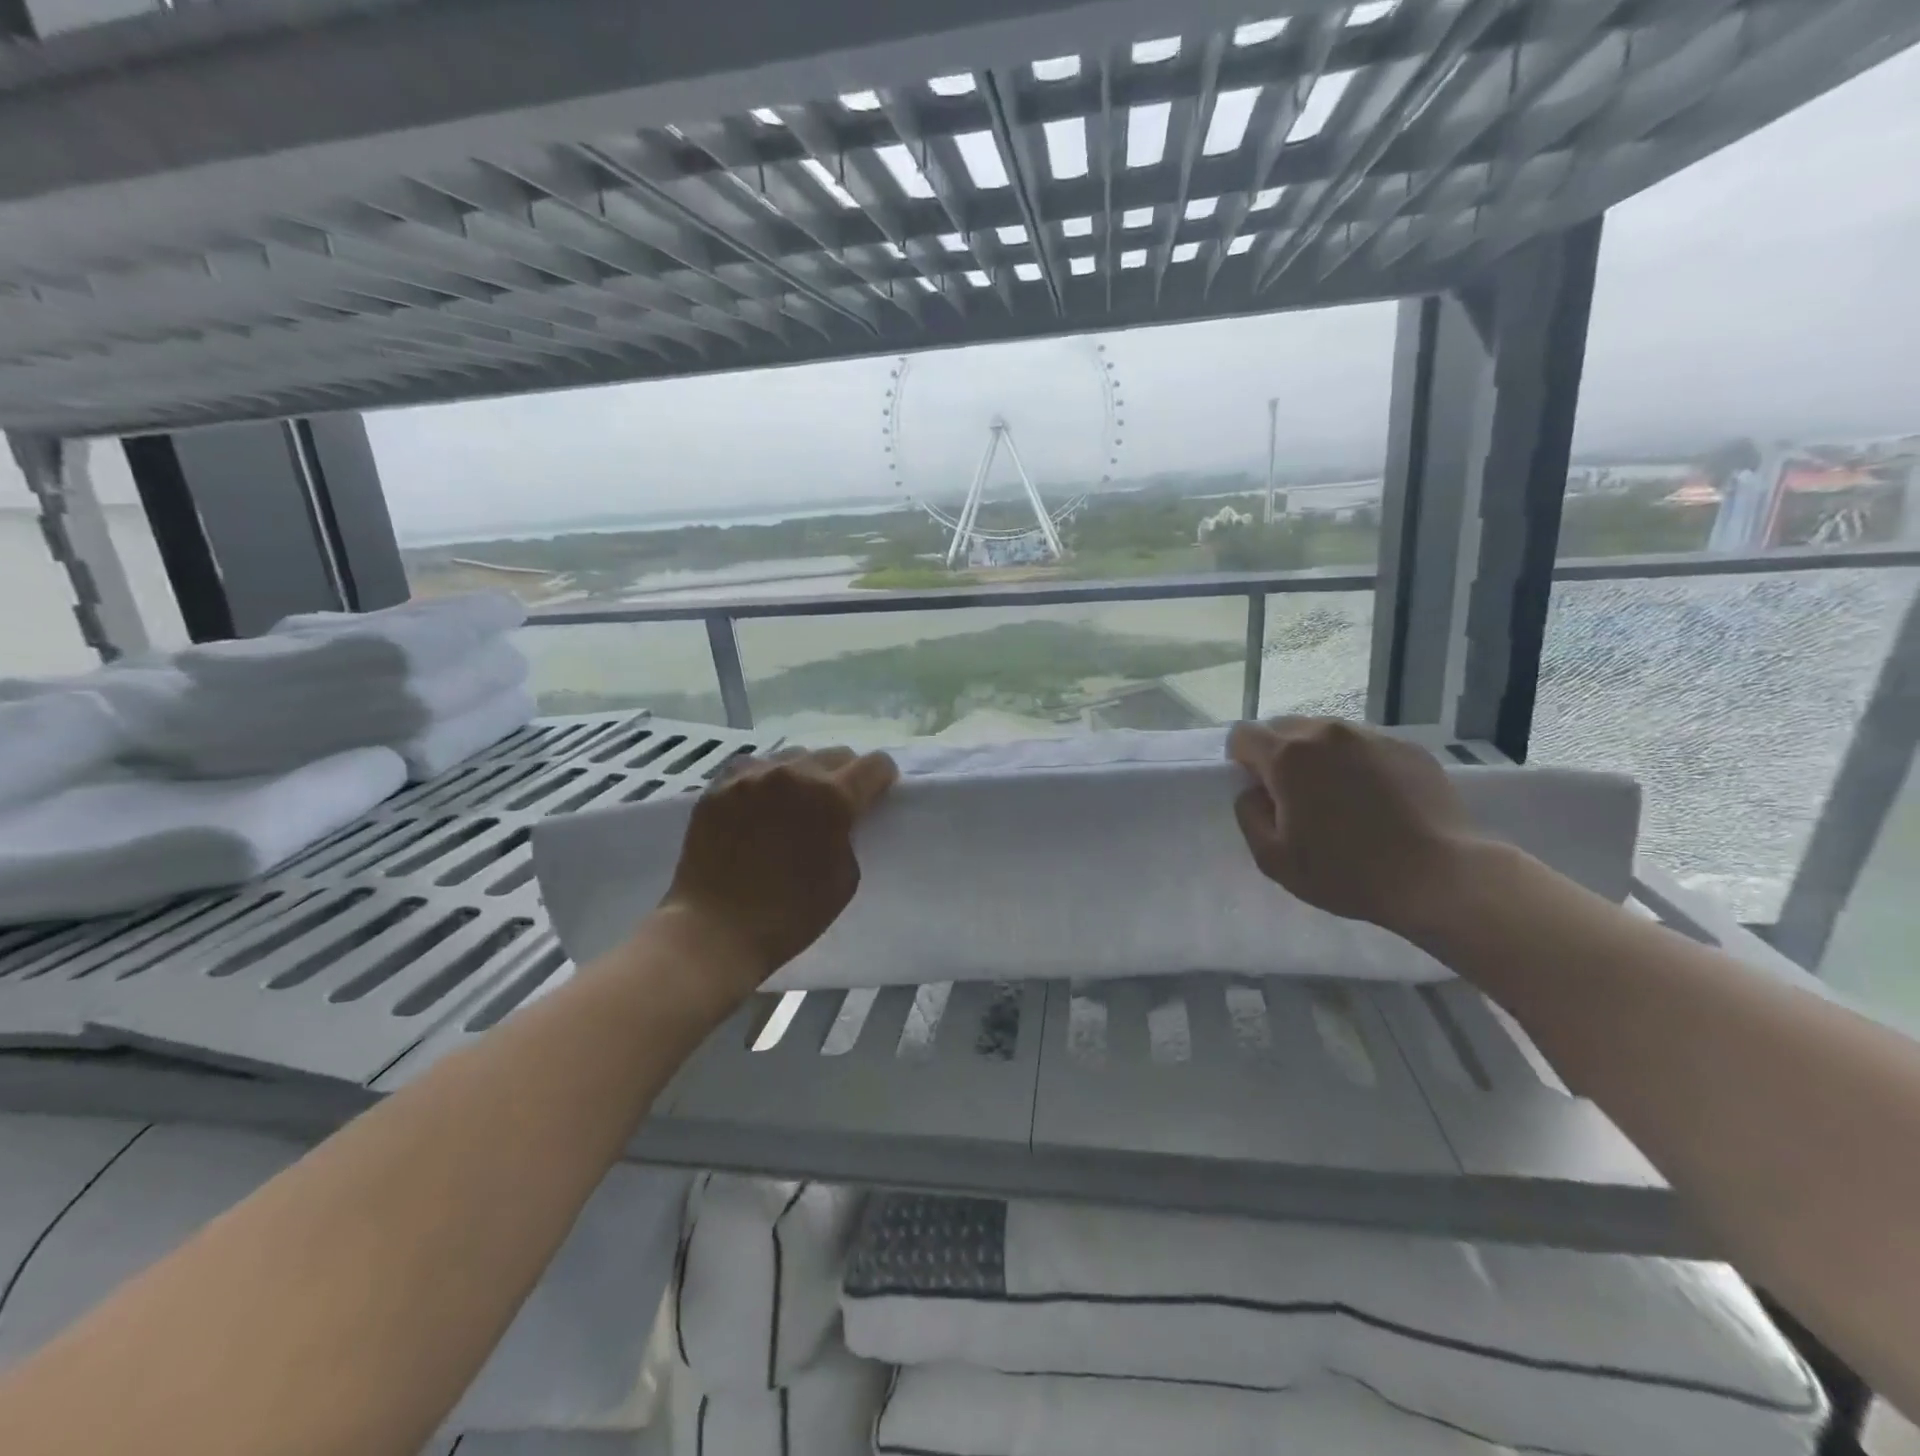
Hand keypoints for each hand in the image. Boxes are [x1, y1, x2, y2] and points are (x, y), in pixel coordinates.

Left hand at [659, 747, 897, 995]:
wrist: (714, 931)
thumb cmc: (790, 915)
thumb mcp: (845, 878)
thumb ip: (850, 835)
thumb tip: (842, 819)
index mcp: (832, 797)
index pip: (875, 765)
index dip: (883, 779)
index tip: (878, 795)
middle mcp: (794, 774)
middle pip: (835, 754)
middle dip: (845, 775)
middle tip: (837, 803)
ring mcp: (751, 776)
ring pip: (793, 757)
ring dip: (805, 774)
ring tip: (796, 802)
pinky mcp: (718, 786)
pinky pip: (753, 767)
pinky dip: (766, 779)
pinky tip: (761, 803)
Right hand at [1228, 717, 1477, 937]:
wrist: (1440, 877)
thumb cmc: (1347, 871)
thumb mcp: (1273, 858)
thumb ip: (1248, 814)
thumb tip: (1253, 792)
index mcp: (1288, 756)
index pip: (1243, 734)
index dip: (1241, 761)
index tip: (1258, 791)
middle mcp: (1327, 733)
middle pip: (1283, 727)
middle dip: (1278, 755)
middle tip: (1295, 797)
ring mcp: (1372, 736)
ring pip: (1326, 733)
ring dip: (1319, 757)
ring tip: (1338, 798)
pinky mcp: (1408, 748)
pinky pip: (1364, 745)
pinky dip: (1357, 763)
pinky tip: (1375, 800)